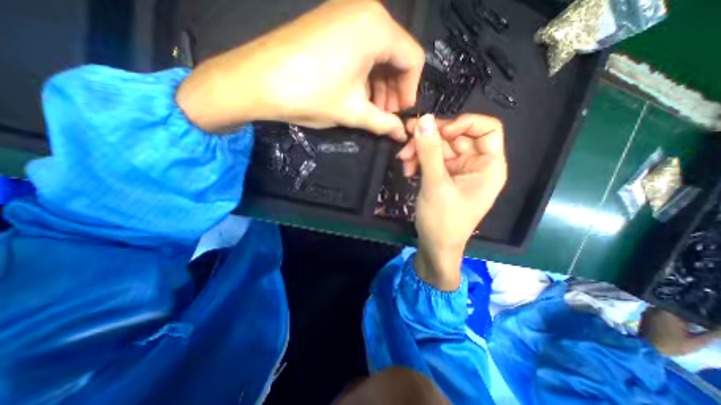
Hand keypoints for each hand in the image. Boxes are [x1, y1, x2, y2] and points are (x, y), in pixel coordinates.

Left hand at [175, 0, 422, 139]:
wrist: (256, 81)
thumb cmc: (311, 95)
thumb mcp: (353, 112)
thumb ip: (383, 123)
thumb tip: (402, 135)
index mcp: (377, 28)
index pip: (413, 59)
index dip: (410, 91)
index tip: (400, 113)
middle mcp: (366, 11)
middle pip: (396, 55)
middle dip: (394, 90)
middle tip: (386, 115)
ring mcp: (346, 13)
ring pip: (378, 54)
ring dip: (380, 85)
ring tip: (372, 110)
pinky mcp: (331, 23)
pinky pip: (361, 49)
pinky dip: (365, 74)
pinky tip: (358, 94)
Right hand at [400, 114, 506, 291]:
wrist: (434, 247)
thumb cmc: (442, 220)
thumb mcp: (435, 184)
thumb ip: (429, 151)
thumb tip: (424, 120)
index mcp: (488, 166)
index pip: (487, 129)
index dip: (464, 123)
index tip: (439, 131)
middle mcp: (476, 165)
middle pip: (456, 137)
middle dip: (430, 138)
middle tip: (407, 138)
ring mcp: (458, 171)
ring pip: (440, 148)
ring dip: (419, 151)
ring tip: (403, 160)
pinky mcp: (444, 177)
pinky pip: (432, 160)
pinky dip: (419, 161)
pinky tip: (407, 170)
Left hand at [639, 309, 720, 354]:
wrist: (649, 347)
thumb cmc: (673, 344)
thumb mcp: (697, 341)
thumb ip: (713, 333)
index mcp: (666, 311)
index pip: (683, 306)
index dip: (697, 309)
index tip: (708, 313)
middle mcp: (654, 308)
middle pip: (675, 308)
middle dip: (689, 313)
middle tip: (705, 319)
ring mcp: (648, 310)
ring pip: (668, 310)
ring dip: (680, 316)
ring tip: (695, 321)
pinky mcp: (645, 315)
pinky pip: (660, 313)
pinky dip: (671, 317)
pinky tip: (682, 323)